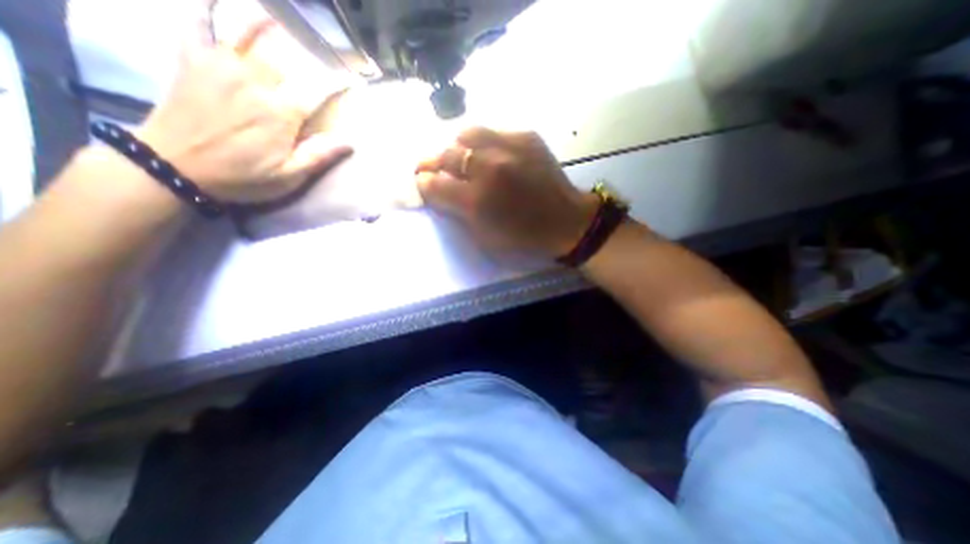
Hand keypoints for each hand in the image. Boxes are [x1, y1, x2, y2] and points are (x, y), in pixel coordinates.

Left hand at [135, 19, 349, 203]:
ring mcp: (220, 66)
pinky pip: (197, 23)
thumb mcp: (289, 176)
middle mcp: (254, 81)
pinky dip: (205, 10)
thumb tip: (350, 141)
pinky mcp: (192, 60)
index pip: (317, 89)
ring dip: (265, 25)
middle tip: (315, 59)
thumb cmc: (242, 177)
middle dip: (304, 58)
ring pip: (248, 34)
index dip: (336, 83)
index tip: (352, 78)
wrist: (174, 168)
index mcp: (281, 112)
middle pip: (285, 60)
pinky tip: (217, 4)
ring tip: (277, 20)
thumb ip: (319, 155)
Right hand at [418, 127, 599, 256]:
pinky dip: (482, 144)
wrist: (568, 223)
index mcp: (478, 201)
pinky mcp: (527, 136)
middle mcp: (490, 168)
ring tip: (459, 160)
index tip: (420, 184)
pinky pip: (492, 133)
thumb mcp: (484, 239)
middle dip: (432, 163)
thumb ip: (457, 213)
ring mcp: (510, 147)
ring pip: (466, 134)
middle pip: (446, 155)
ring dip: (456, 148)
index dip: (422, 183)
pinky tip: (488, 156)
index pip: (434, 184)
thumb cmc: (524, 239)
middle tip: (431, 169)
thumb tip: (435, 192)